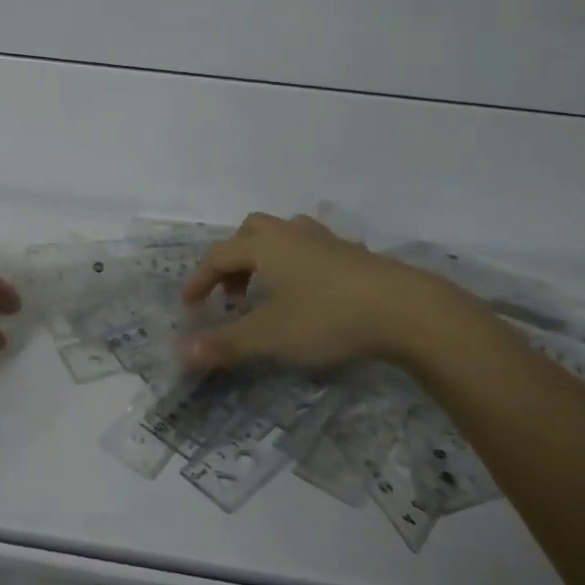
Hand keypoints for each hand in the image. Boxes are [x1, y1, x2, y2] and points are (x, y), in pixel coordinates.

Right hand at [178, 213, 481, 372]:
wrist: (403, 308)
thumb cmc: (327, 317)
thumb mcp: (270, 336)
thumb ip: (226, 343)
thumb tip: (181, 352)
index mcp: (265, 245)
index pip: (219, 255)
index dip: (199, 279)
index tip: (189, 304)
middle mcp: (290, 233)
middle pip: (250, 233)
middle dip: (233, 260)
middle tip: (231, 293)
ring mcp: (324, 239)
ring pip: (282, 236)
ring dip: (265, 258)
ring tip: (268, 291)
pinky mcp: (351, 253)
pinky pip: (309, 248)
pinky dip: (295, 264)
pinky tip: (307, 293)